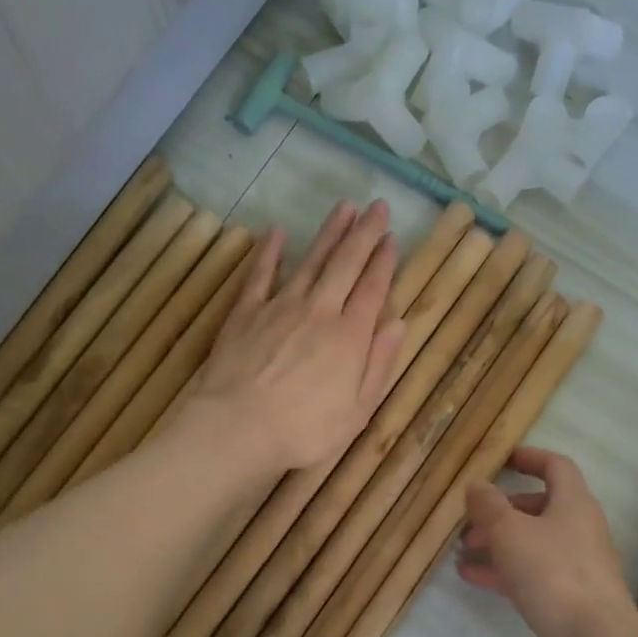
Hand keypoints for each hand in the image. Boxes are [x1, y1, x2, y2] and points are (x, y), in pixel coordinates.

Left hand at [184, 200, 405, 475]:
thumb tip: (398, 325)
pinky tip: (277, 232)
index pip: (372, 289)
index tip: (392, 237)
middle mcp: (319, 312)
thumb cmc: (304, 430)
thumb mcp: (357, 411)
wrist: (239, 427)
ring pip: (310, 262)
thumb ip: (379, 365)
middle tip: (377, 206)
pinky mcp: (246, 313)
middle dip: (363, 234)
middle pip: (345, 265)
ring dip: (329, 234)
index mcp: (350, 337)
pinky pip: (260, 275)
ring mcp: (280, 308)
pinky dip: (270, 252)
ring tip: (343, 207)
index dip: (384, 261)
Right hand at [459, 448, 637, 636]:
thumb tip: (477, 485)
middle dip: (502, 511)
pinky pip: (531, 574)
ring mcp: (575, 566)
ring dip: (498, 543)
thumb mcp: (510, 532)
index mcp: (574, 504)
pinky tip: (473, 578)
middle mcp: (579, 530)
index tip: (503, 459)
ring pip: (532, 544)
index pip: (556, 467)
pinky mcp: (568, 598)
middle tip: (469, 520)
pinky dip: (504, 571)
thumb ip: (489, 505)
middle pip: (539, 508)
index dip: (530, 458)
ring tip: (462, 550)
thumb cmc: (553, 574)